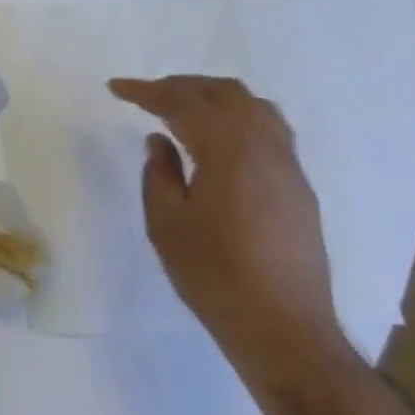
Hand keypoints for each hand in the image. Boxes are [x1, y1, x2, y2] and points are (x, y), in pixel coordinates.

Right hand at [108, 75, 345, 376]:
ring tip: (181, 109)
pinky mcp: (298, 187)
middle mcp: (266, 150)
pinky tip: (217, 138)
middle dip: (182, 86)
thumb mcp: (166, 223)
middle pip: (226, 94)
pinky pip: (269, 130)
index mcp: (230, 154)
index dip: (147, 91)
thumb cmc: (213, 275)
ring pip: (254, 107)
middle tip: (146, 95)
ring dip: (213, 98)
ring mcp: (289, 168)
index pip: (185, 104)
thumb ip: (159, 173)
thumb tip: (160, 141)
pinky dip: (237, 117)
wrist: (283, 327)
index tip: (116, 88)